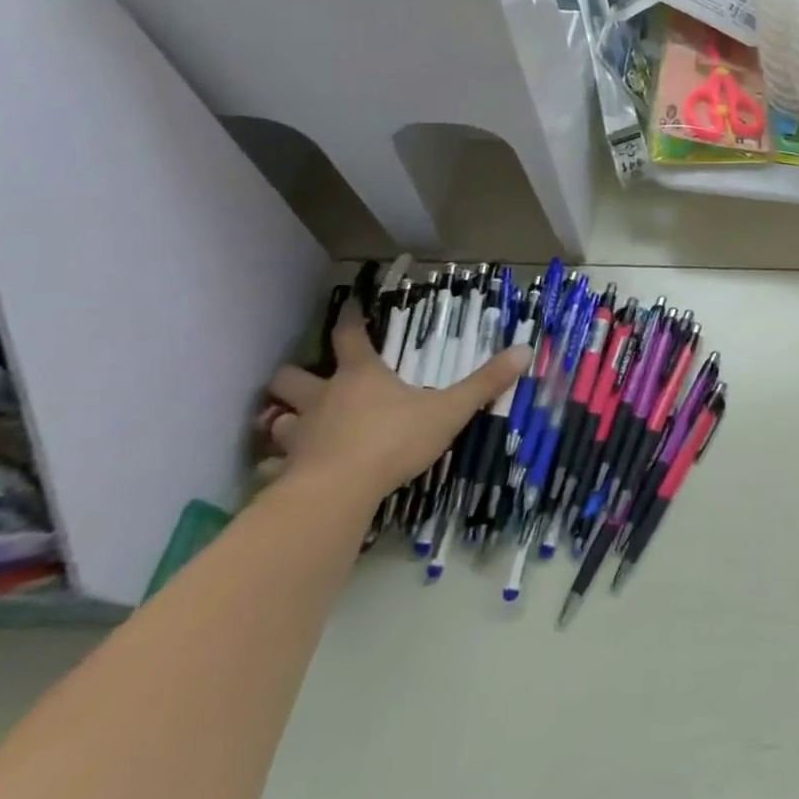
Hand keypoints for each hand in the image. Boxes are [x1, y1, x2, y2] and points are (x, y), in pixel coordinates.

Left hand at [257, 306, 530, 506]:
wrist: (338, 492)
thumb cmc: (393, 440)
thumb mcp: (449, 410)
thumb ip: (484, 383)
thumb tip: (525, 350)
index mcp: (360, 376)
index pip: (349, 336)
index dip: (348, 319)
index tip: (346, 306)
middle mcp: (323, 398)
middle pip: (291, 377)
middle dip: (294, 377)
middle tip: (307, 382)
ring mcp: (299, 435)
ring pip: (277, 420)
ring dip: (284, 420)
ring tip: (296, 426)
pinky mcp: (285, 471)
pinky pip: (273, 465)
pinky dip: (277, 466)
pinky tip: (287, 474)